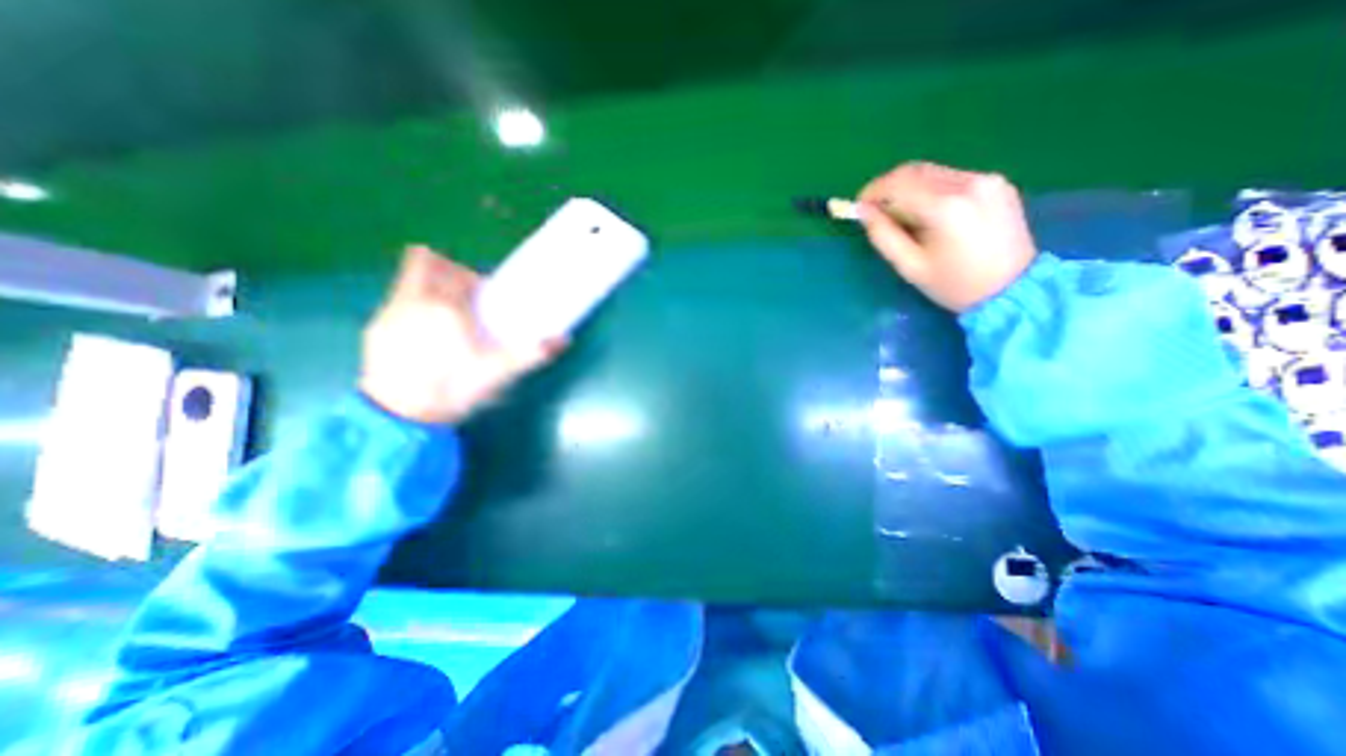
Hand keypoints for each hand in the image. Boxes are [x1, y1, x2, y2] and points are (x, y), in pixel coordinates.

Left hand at [358, 247, 562, 424]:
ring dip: (428, 288)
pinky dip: (413, 309)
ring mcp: (389, 313)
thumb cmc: (453, 387)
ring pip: (407, 281)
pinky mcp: (374, 330)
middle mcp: (412, 300)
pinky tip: (423, 339)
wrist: (401, 416)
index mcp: (445, 306)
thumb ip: (531, 353)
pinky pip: (396, 303)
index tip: (483, 296)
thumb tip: (564, 339)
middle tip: (463, 297)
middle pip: (423, 262)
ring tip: (445, 319)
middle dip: (446, 270)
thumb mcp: (498, 371)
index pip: (455, 271)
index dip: (472, 277)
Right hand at [855, 160, 1031, 311]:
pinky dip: (931, 189)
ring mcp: (986, 179)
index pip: (898, 184)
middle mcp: (967, 184)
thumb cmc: (953, 285)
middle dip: (889, 187)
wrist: (1013, 289)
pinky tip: (929, 211)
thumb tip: (863, 211)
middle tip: (875, 208)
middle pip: (915, 171)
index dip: (873, 191)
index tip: (859, 205)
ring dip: (909, 187)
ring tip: (901, 213)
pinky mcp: (997, 182)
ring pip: (933, 172)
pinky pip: (952, 177)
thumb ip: (883, 235)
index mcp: (944, 208)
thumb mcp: (910, 266)